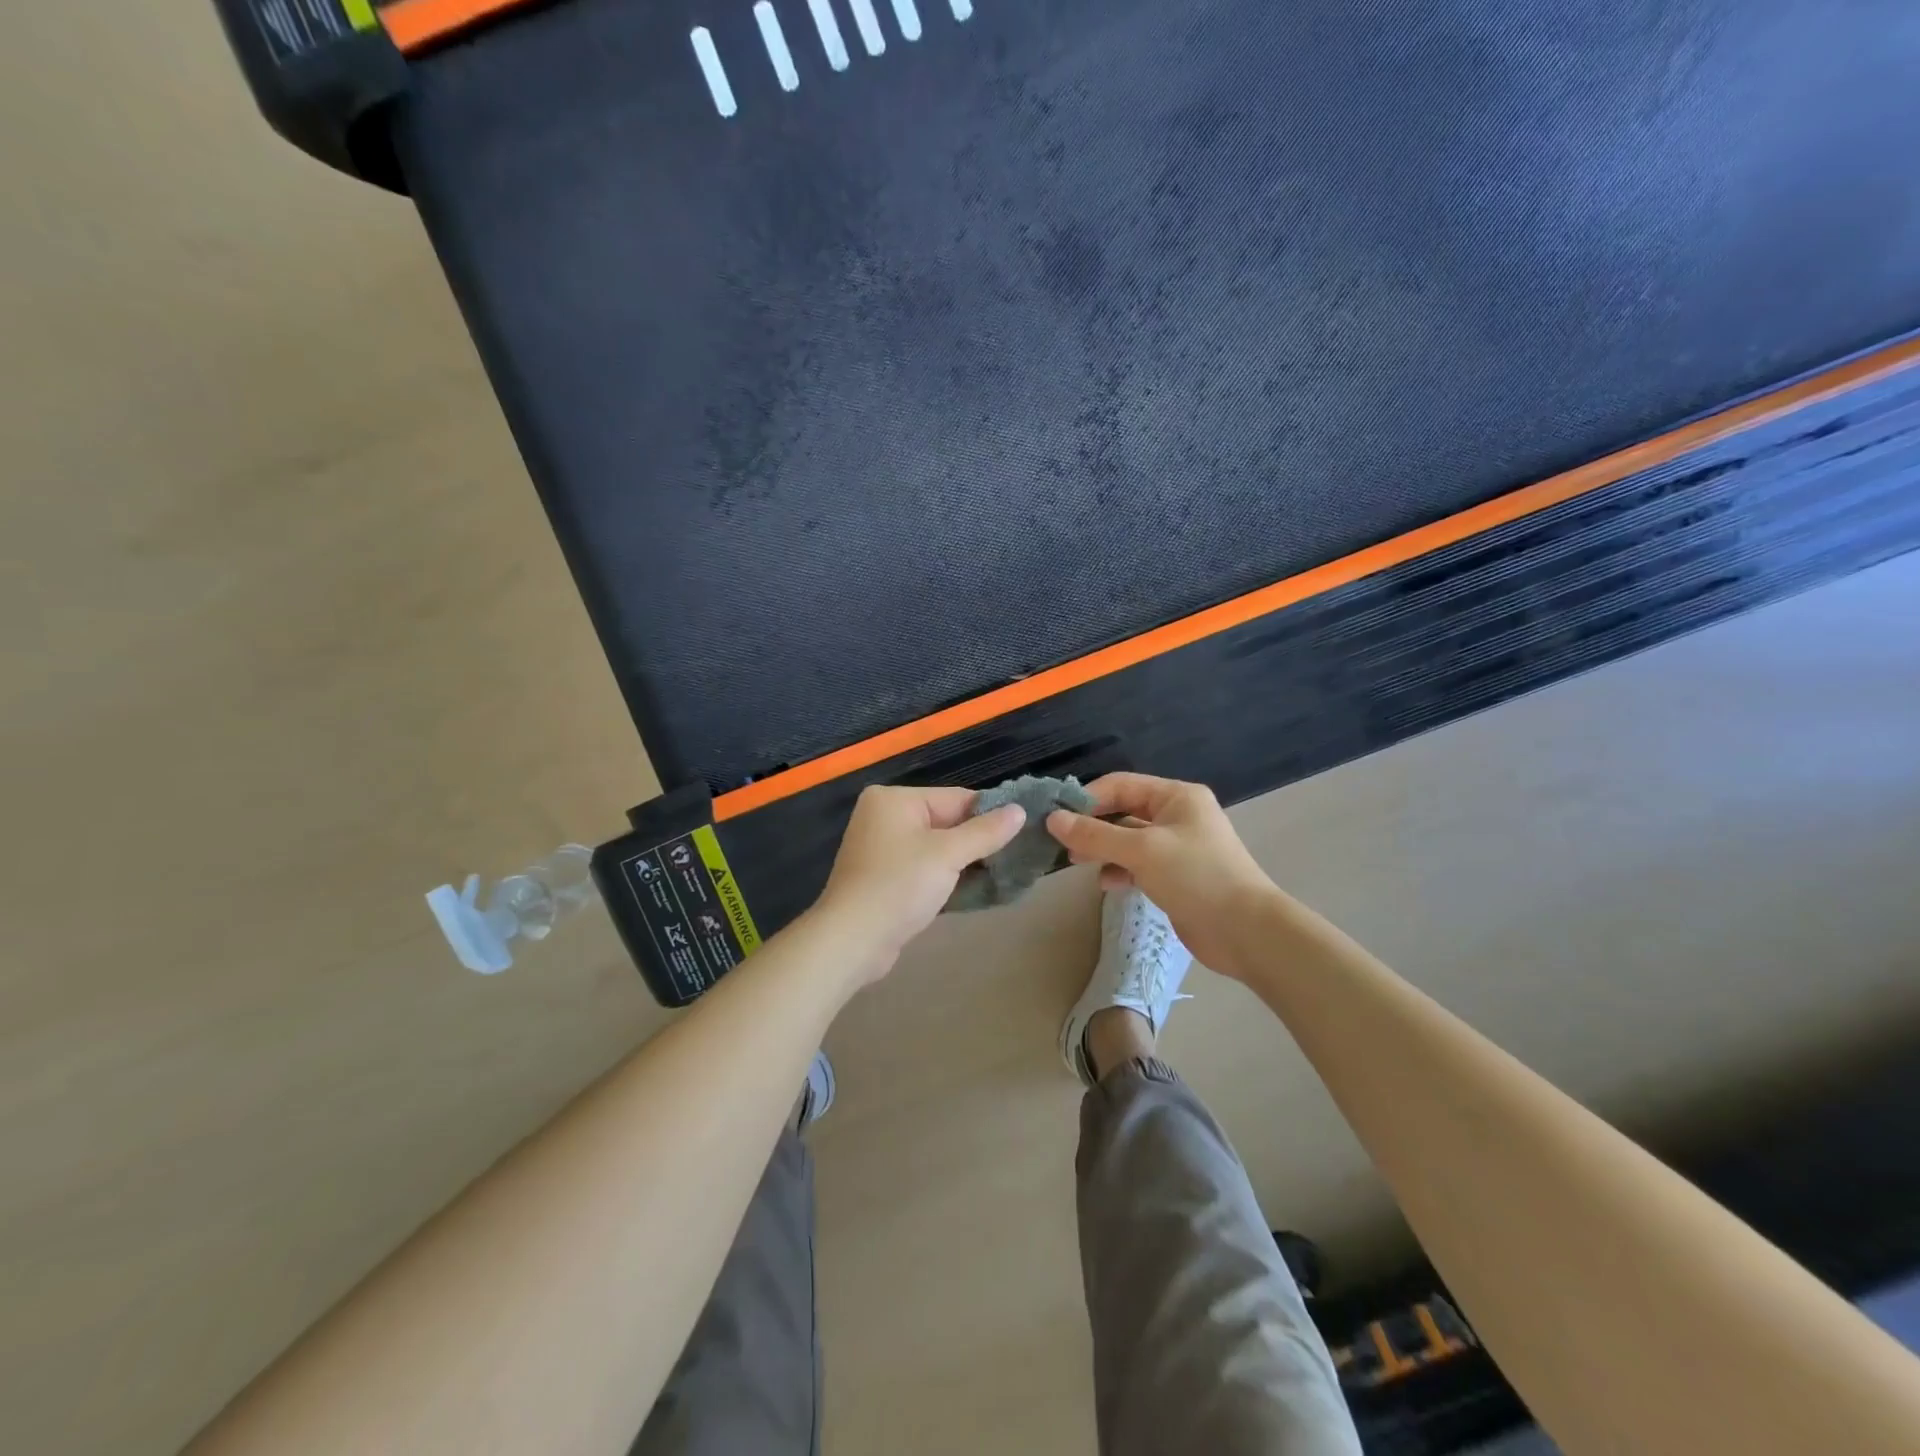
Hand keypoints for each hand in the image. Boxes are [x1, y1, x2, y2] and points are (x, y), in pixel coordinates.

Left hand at [812, 785, 1026, 984]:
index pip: (956, 798)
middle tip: (1017, 857)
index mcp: (894, 799)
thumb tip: (1020, 811)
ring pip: (938, 847)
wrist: (852, 941)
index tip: (1024, 832)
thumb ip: (985, 832)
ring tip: (1003, 874)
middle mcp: (885, 816)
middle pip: (947, 822)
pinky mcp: (885, 877)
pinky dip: (947, 876)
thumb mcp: (948, 855)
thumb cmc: (899, 887)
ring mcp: (883, 848)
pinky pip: (925, 867)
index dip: (990, 816)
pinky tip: (975, 889)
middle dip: (979, 841)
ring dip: (966, 862)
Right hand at [1045, 773, 1276, 976]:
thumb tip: (1053, 819)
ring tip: (1078, 864)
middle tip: (1062, 844)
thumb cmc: (1196, 877)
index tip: (1056, 818)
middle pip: (1123, 811)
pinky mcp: (1177, 876)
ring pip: (1128, 840)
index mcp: (1176, 796)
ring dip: (1103, 850)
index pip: (1120, 785)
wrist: (1246, 931)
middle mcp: (1177, 815)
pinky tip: (1108, 884)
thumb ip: (1095, 835)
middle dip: (1092, 826)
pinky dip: (1120, 871)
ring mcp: (1178, 847)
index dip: (1087, 798)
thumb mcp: (1141, 851)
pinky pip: (1139, 865)